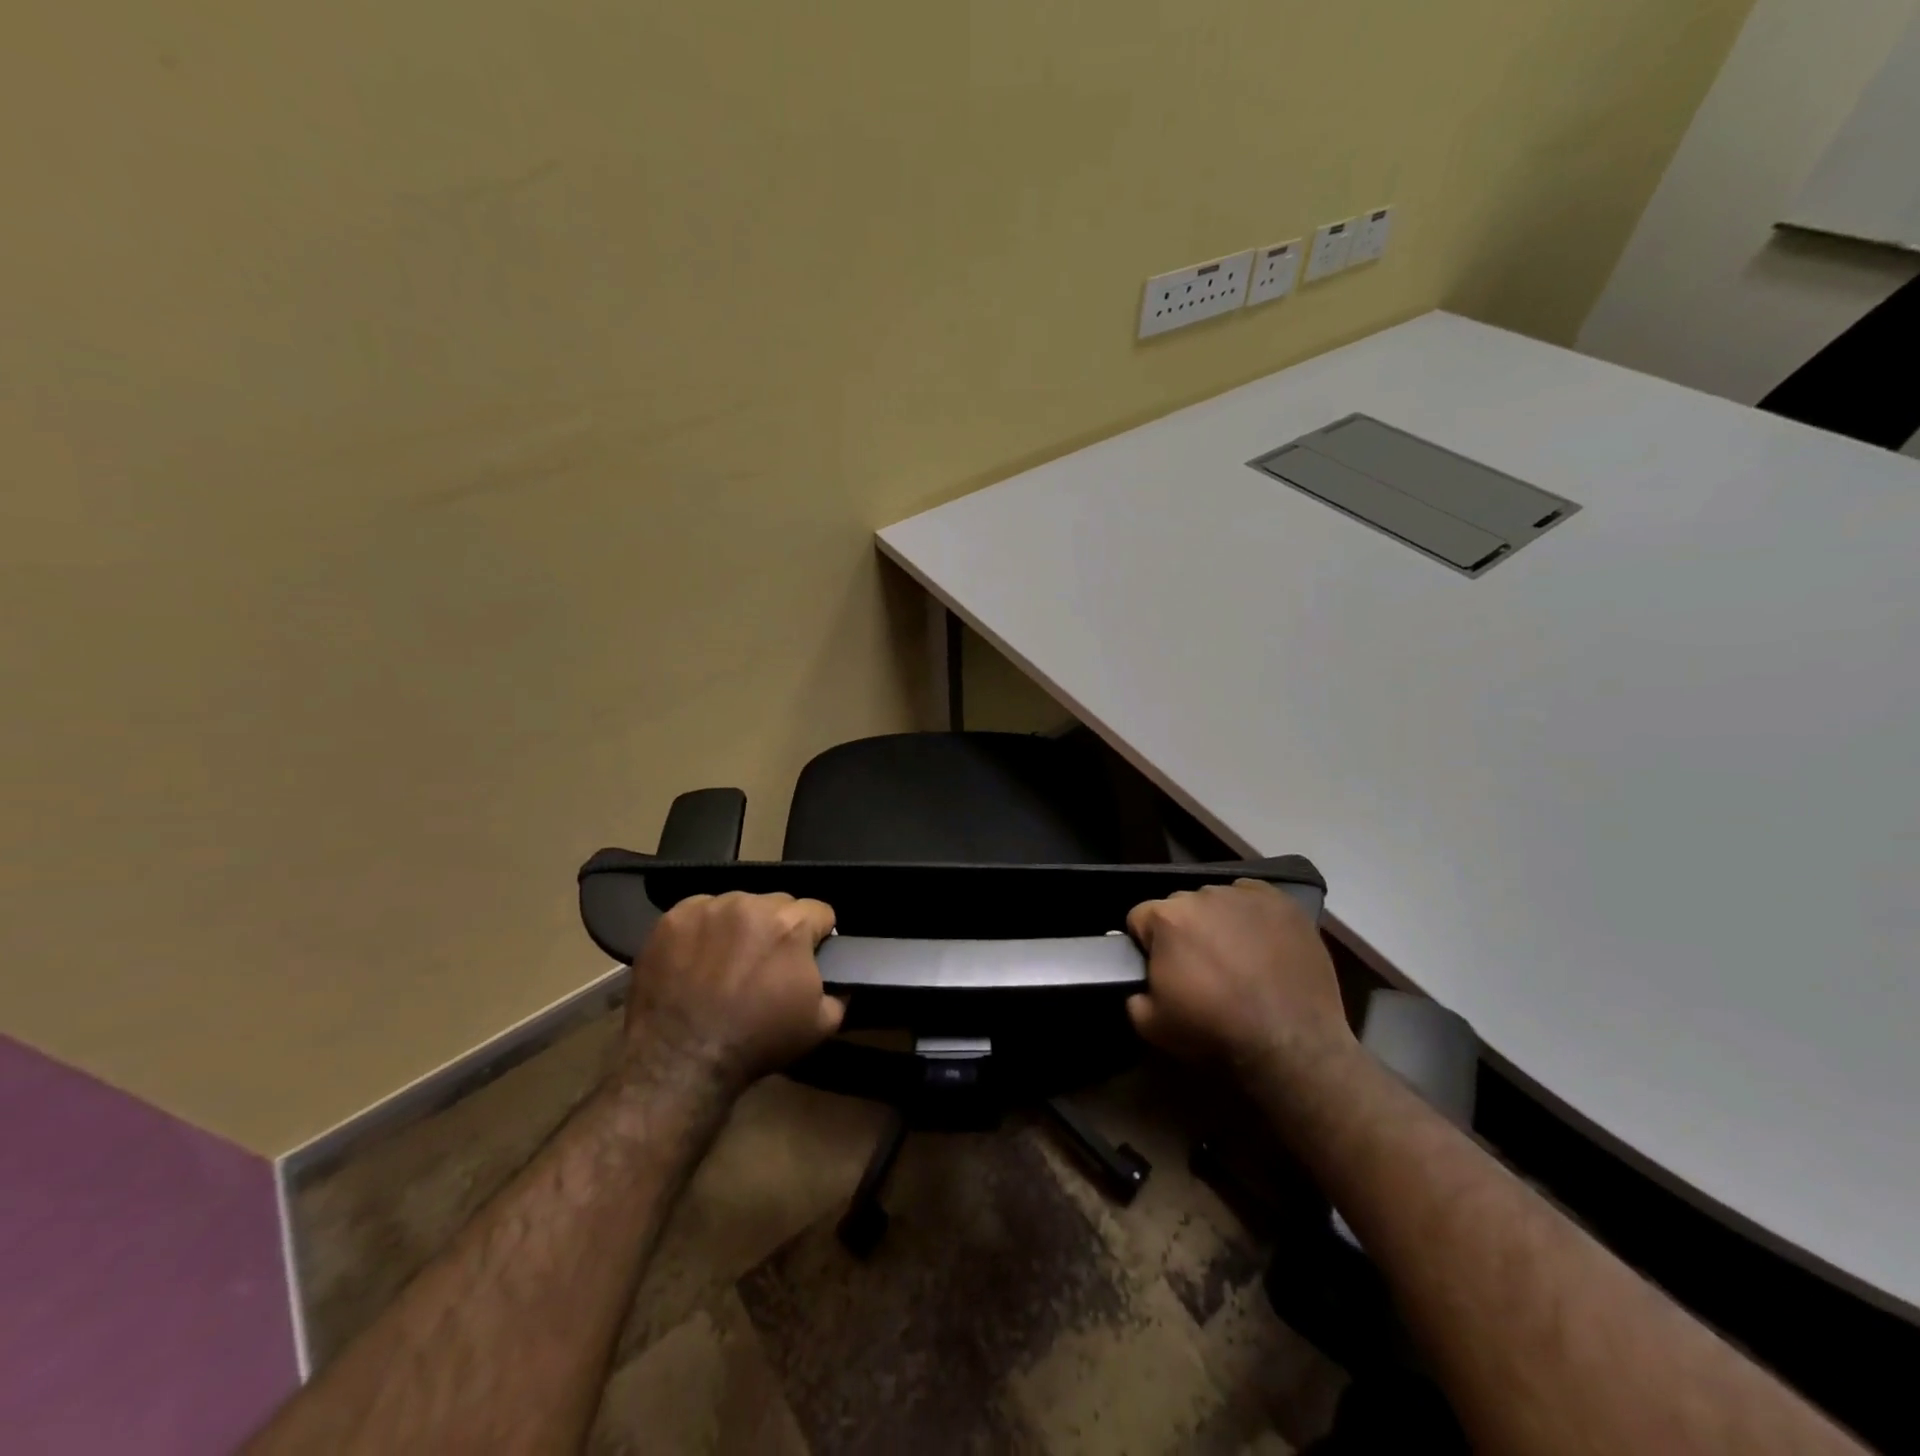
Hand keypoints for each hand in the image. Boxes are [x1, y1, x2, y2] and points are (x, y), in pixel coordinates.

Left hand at [624, 892, 844, 1093]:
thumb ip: (840, 990)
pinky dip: (705, 930)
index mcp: (791, 924)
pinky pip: (701, 912)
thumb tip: (841, 977)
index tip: (807, 958)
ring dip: (742, 926)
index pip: (820, 911)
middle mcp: (752, 904)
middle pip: (779, 904)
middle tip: (766, 965)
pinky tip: (698, 959)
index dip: (818, 936)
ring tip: (729, 962)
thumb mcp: (821, 1024)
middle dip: (779, 928)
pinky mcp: (674, 919)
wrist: (682, 1061)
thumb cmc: (757, 1041)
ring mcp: (709, 908)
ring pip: (739, 905)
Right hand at [1126, 879, 1354, 1079]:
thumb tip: (1140, 985)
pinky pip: (1253, 898)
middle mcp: (1202, 895)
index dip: (1146, 945)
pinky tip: (1261, 944)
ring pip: (1217, 901)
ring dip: (1217, 922)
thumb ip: (1134, 994)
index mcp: (1167, 918)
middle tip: (1201, 968)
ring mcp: (1245, 895)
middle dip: (1183, 932)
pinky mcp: (1282, 903)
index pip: (1140, 918)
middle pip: (1179, 906)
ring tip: (1236, 958)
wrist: (1291, 1043)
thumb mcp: (1152, 1025)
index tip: (1162, 970)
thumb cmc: (1216, 1030)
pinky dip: (1251, 916)